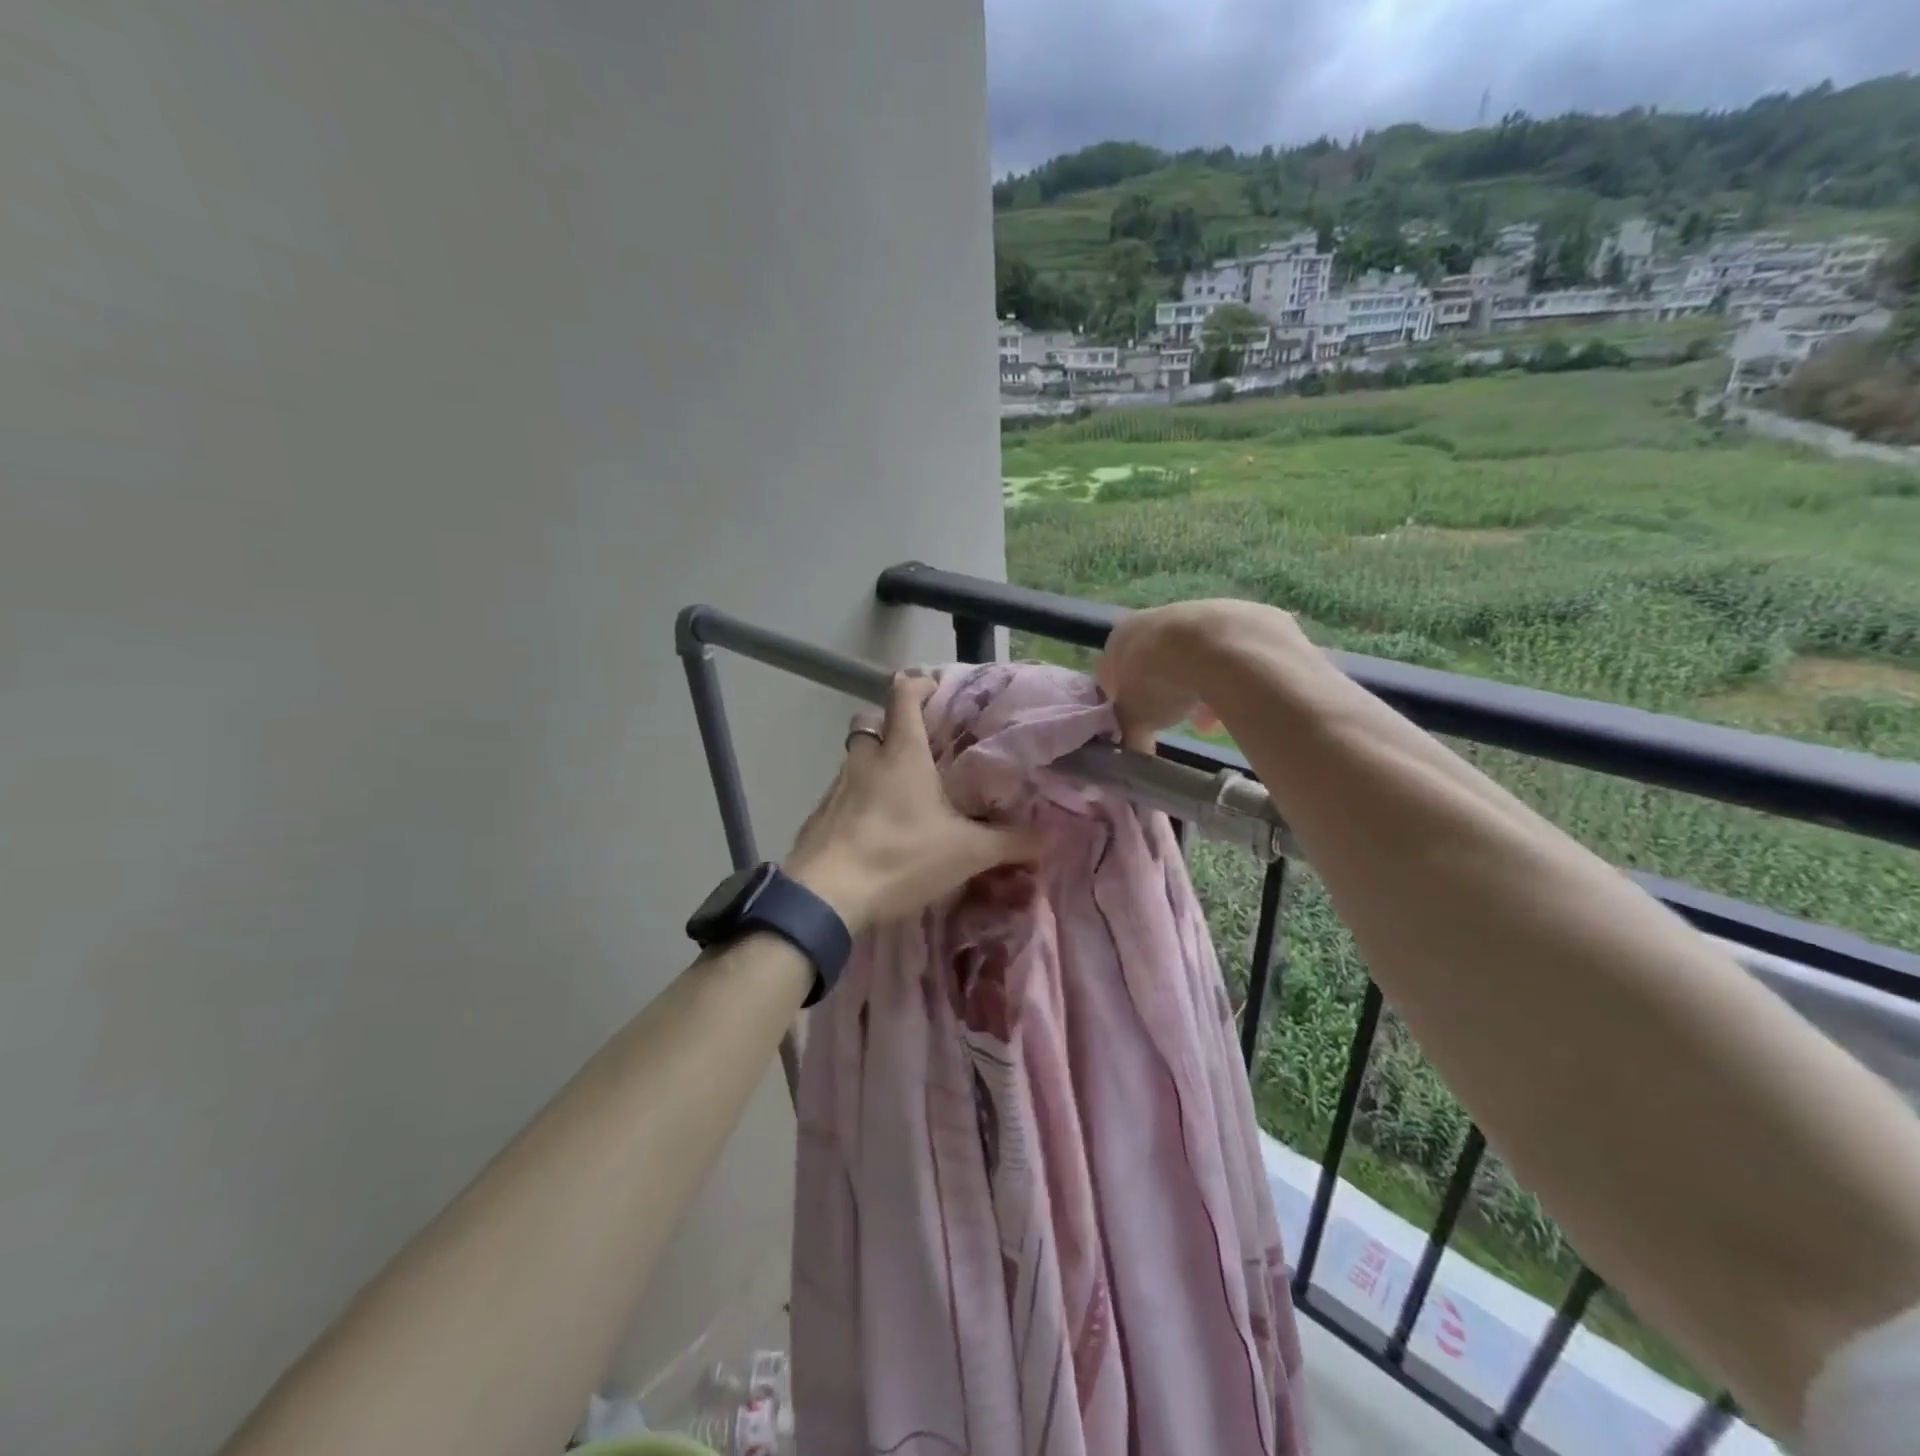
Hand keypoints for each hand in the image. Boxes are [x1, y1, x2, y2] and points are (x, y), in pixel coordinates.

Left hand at [784, 673, 1042, 932]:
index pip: (904, 695)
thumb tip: (1048, 838)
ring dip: (875, 763)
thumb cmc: (900, 856)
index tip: (937, 690)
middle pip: (872, 720)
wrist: (825, 896)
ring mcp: (837, 786)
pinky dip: (859, 798)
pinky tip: (876, 828)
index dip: (920, 684)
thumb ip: (1009, 842)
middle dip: (892, 724)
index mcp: (901, 753)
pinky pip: (842, 791)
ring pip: (856, 757)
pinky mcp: (820, 814)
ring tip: (903, 793)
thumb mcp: (966, 852)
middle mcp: (865, 759)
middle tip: (919, 747)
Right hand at [1097, 600, 1296, 749]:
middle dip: (1164, 695)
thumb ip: (1130, 736)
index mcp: (1120, 639)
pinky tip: (1232, 704)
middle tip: (1173, 720)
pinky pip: (1222, 657)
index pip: (1111, 674)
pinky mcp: (1231, 617)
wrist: (1216, 648)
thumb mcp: (1135, 719)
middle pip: (1154, 665)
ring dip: (1196, 691)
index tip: (1136, 723)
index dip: (1123, 702)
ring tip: (1207, 722)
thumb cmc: (1158, 681)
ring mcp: (1193, 614)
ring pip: (1190, 661)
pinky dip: (1224, 680)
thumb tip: (1133, 756)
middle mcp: (1152, 620)